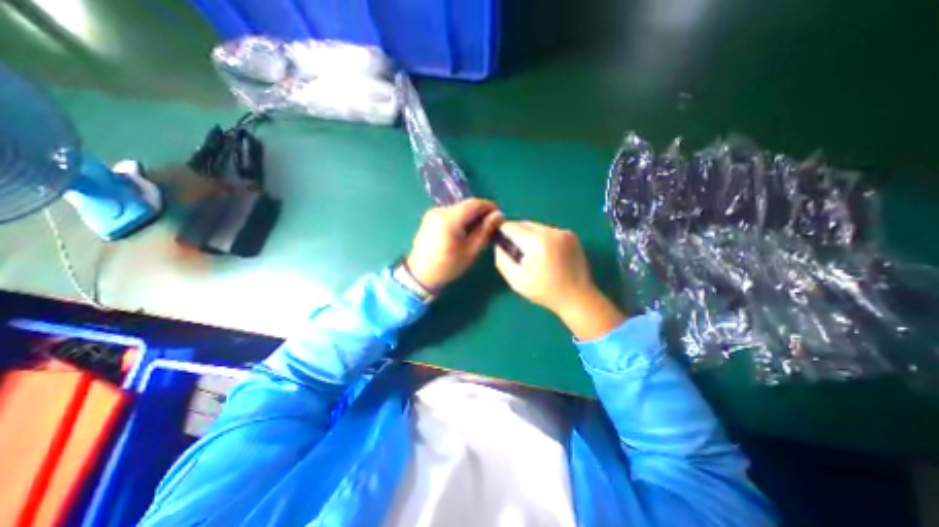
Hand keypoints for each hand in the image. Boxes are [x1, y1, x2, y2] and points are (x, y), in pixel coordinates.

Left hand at [405, 197, 501, 290]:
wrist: (419, 275)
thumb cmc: (448, 266)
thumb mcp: (470, 251)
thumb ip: (485, 230)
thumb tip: (498, 215)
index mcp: (450, 218)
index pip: (474, 203)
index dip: (489, 207)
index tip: (499, 217)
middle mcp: (440, 210)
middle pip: (466, 205)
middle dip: (480, 213)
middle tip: (490, 226)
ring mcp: (432, 213)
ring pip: (458, 209)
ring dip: (470, 216)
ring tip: (478, 230)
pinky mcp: (429, 219)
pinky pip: (450, 213)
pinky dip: (460, 219)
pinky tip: (464, 231)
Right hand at [494, 221, 625, 337]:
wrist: (577, 297)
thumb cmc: (544, 291)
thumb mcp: (516, 279)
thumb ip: (502, 258)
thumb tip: (499, 244)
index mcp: (538, 242)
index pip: (512, 227)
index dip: (502, 232)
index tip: (499, 242)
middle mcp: (552, 231)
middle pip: (524, 224)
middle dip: (516, 234)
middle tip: (515, 252)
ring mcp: (564, 232)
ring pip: (536, 226)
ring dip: (529, 236)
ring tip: (532, 255)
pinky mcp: (571, 235)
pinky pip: (548, 231)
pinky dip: (541, 238)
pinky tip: (545, 254)